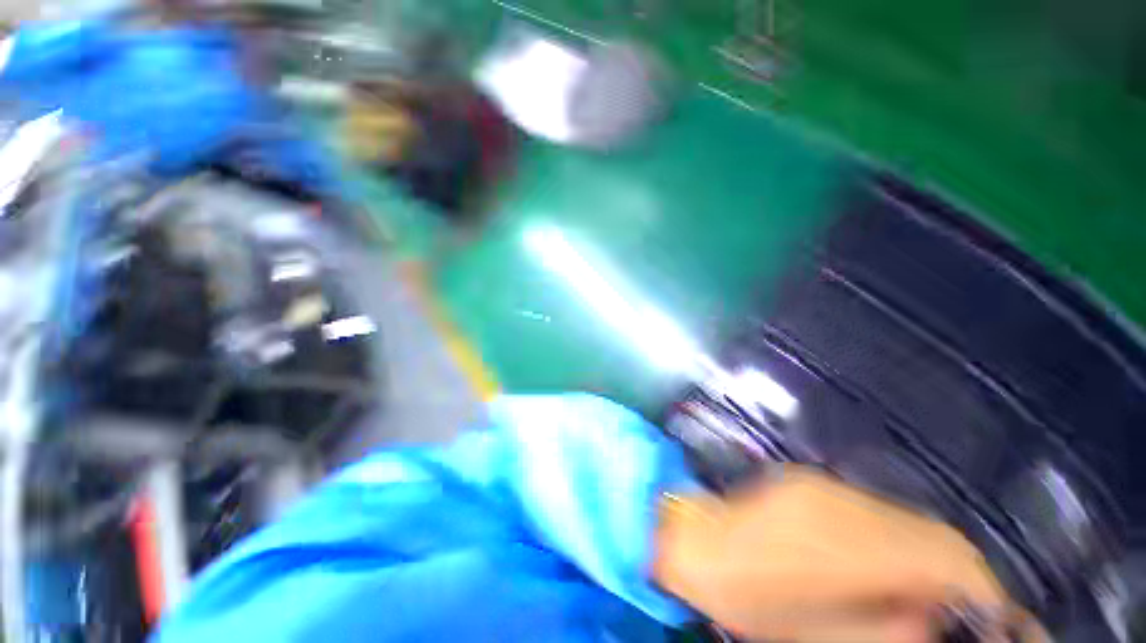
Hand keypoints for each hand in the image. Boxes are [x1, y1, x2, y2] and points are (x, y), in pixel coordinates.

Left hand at [652, 465, 1043, 641]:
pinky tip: (884, 560)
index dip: (981, 586)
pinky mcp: (808, 480)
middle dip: (960, 570)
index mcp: (848, 544)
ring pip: (905, 516)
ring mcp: (822, 484)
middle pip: (931, 531)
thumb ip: (890, 627)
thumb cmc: (748, 598)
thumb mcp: (823, 636)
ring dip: (927, 551)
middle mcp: (841, 501)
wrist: (694, 541)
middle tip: (968, 606)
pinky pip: (873, 509)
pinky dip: (894, 536)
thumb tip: (938, 618)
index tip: (997, 615)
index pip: (945, 557)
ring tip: (928, 587)